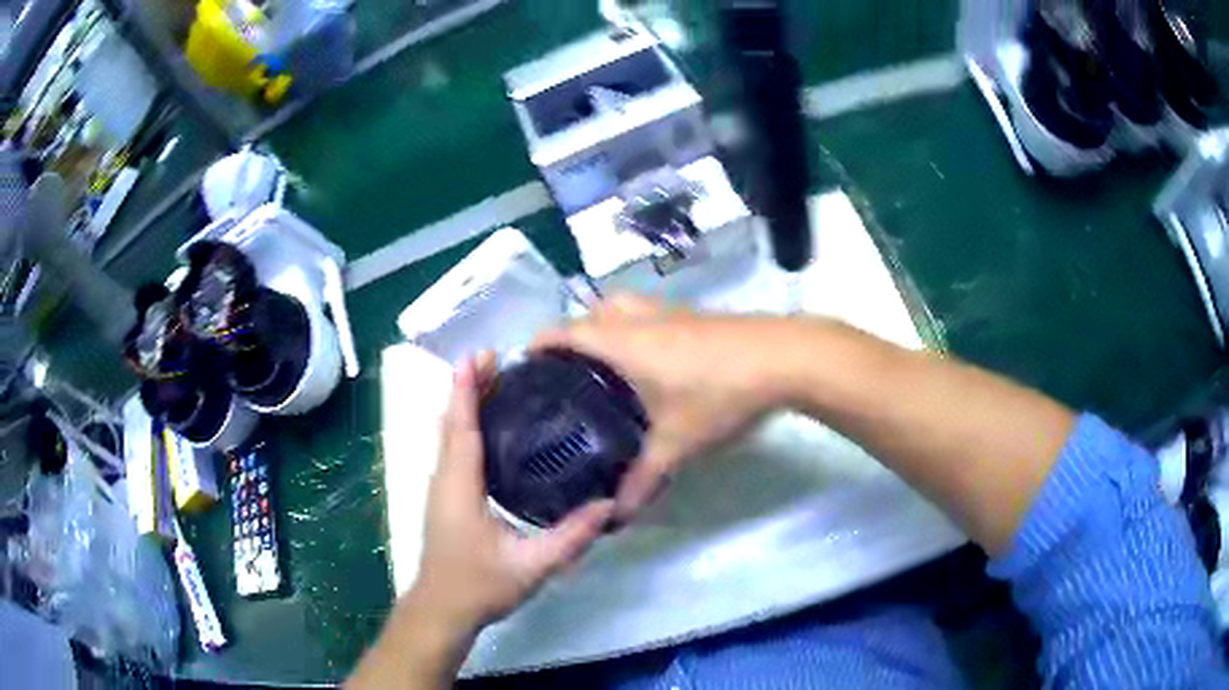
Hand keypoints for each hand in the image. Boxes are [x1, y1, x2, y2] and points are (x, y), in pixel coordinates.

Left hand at [410, 354, 615, 636]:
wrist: (442, 608)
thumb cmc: (480, 585)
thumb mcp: (532, 565)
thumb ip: (571, 537)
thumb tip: (609, 507)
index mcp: (460, 485)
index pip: (461, 425)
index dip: (466, 388)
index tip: (479, 355)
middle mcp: (444, 477)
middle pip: (451, 420)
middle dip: (467, 386)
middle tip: (498, 360)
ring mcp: (440, 486)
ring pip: (448, 432)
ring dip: (464, 403)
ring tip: (495, 382)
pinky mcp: (444, 496)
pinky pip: (451, 447)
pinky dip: (464, 424)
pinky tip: (489, 427)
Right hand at [534, 296, 791, 521]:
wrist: (783, 358)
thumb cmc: (719, 395)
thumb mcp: (677, 444)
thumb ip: (643, 480)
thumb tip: (617, 516)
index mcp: (624, 341)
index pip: (568, 331)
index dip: (541, 342)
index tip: (523, 361)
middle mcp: (643, 318)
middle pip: (595, 309)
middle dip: (575, 331)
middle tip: (568, 367)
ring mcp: (674, 312)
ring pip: (626, 307)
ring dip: (609, 325)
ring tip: (606, 363)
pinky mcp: (699, 316)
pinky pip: (653, 316)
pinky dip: (639, 330)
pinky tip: (655, 365)